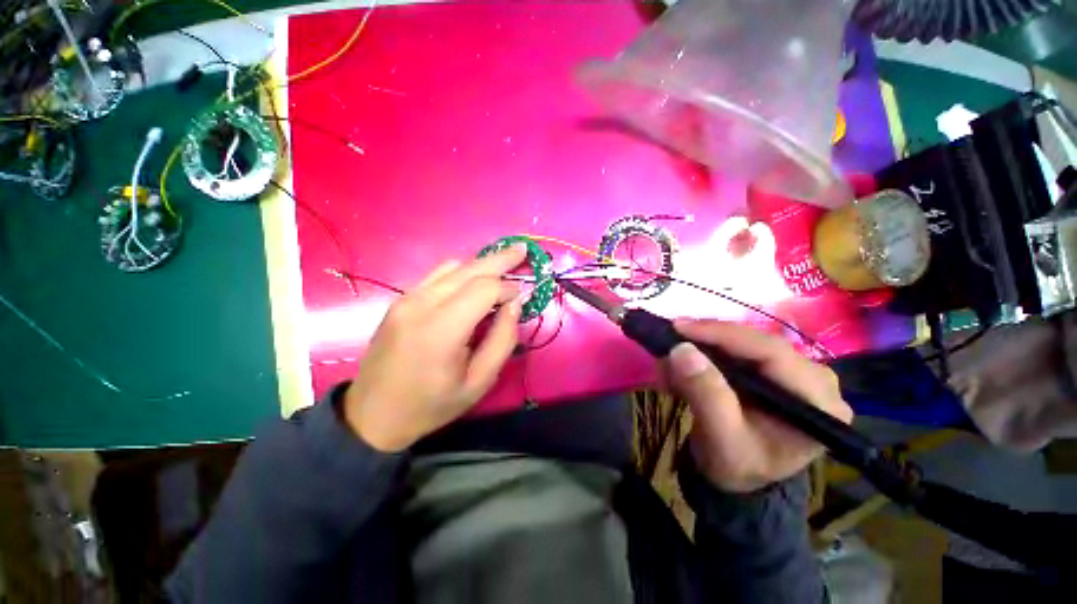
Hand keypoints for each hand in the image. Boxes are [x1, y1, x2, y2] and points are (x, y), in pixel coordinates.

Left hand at [343, 245, 526, 451]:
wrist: (373, 415)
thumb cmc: (431, 404)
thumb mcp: (479, 382)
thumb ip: (503, 340)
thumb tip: (515, 304)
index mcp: (441, 330)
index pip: (484, 289)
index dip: (508, 286)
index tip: (523, 294)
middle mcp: (421, 305)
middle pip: (469, 269)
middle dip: (500, 259)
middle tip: (522, 249)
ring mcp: (406, 299)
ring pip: (452, 267)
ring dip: (481, 265)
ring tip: (502, 267)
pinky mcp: (400, 300)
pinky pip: (437, 275)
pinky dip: (461, 272)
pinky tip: (474, 280)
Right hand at [664, 320, 852, 492]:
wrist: (740, 478)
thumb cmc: (737, 466)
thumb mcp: (720, 436)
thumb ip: (706, 394)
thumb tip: (682, 349)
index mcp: (818, 402)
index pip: (771, 352)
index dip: (722, 334)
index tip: (679, 326)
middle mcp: (816, 380)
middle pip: (755, 343)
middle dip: (707, 342)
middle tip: (669, 342)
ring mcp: (796, 372)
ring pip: (742, 344)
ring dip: (702, 348)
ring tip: (671, 362)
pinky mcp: (775, 370)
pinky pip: (737, 351)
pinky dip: (706, 354)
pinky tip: (684, 367)